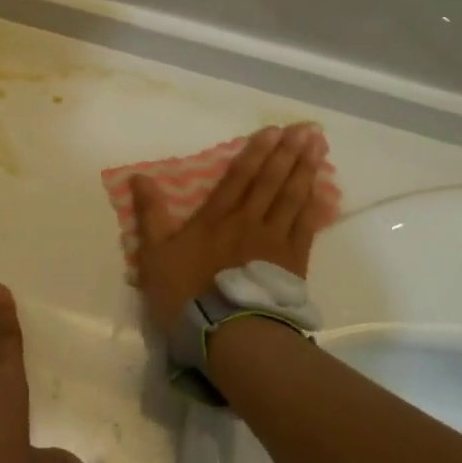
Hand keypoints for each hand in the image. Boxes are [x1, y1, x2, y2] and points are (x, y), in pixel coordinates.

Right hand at [132, 123, 327, 335]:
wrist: (226, 333)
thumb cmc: (185, 294)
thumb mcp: (155, 255)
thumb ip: (150, 215)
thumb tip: (138, 178)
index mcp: (215, 218)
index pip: (238, 177)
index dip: (255, 152)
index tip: (273, 131)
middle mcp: (247, 221)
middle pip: (270, 181)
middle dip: (287, 153)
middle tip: (307, 129)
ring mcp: (273, 241)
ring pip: (292, 198)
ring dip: (305, 170)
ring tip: (319, 147)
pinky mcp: (292, 263)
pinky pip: (306, 227)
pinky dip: (315, 207)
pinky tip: (322, 191)